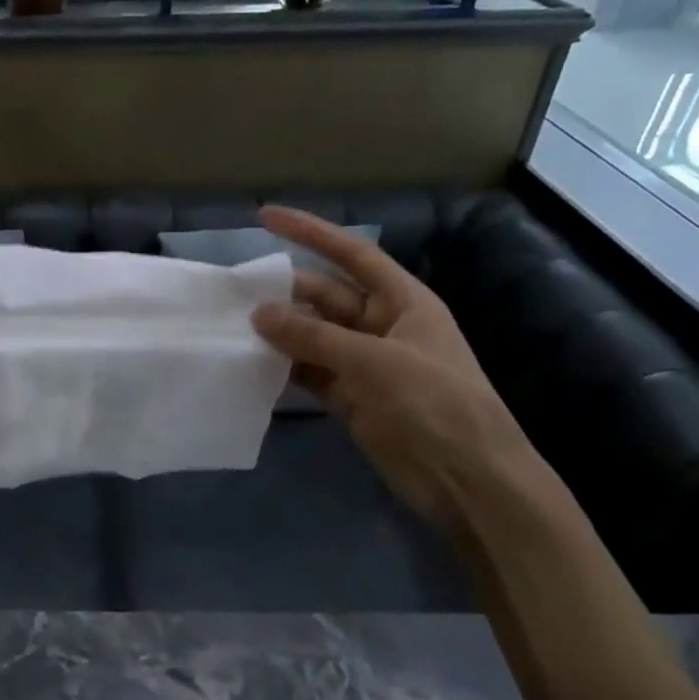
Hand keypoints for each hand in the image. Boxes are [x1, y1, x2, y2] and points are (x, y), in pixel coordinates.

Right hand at [248, 206, 538, 532]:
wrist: (469, 482)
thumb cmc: (435, 406)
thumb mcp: (374, 363)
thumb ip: (313, 336)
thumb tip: (258, 313)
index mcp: (403, 302)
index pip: (351, 255)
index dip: (310, 232)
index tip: (264, 217)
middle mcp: (380, 325)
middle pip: (323, 295)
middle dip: (283, 292)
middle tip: (232, 292)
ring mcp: (362, 362)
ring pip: (310, 334)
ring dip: (277, 331)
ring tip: (230, 325)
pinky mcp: (348, 396)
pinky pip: (307, 370)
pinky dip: (281, 366)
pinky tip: (249, 362)